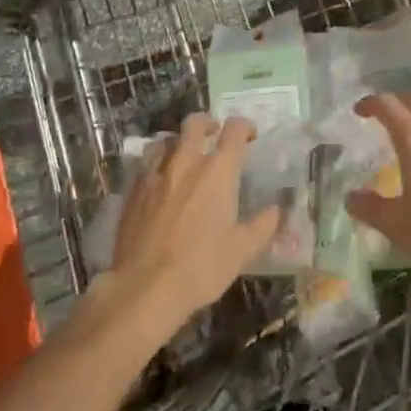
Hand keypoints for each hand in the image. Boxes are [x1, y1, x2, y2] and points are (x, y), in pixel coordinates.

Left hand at [110, 114, 281, 329]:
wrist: (144, 288)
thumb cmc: (200, 267)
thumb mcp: (242, 251)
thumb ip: (263, 225)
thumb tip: (277, 209)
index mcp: (218, 171)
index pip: (234, 130)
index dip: (244, 127)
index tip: (250, 136)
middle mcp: (186, 162)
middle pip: (195, 123)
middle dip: (208, 123)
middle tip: (214, 135)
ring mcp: (156, 174)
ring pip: (167, 140)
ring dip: (179, 142)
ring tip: (183, 155)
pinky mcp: (134, 191)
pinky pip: (146, 163)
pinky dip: (157, 163)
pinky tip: (159, 180)